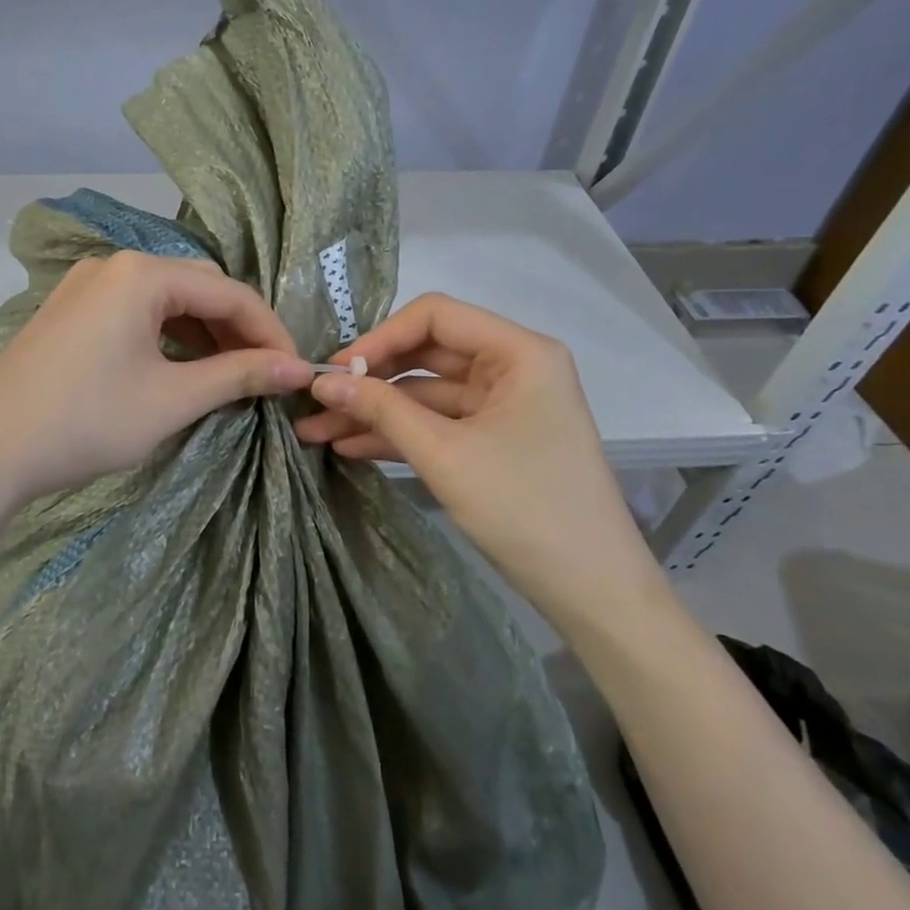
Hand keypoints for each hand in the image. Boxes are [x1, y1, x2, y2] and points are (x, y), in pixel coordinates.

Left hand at [0, 251, 313, 509]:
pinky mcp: (71, 311)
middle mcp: (114, 265)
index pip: (229, 292)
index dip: (270, 331)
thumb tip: (297, 368)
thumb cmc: (87, 420)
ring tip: (230, 375)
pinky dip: (168, 337)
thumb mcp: (172, 399)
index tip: (297, 371)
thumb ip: (239, 376)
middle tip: (264, 374)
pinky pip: (135, 312)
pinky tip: (181, 368)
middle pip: (198, 288)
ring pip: (166, 300)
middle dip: (237, 329)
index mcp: (142, 273)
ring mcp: (86, 286)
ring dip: (203, 333)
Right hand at [293, 293, 664, 627]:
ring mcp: (503, 405)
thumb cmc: (526, 509)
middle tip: (317, 401)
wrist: (594, 593)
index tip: (335, 371)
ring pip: (425, 394)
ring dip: (375, 411)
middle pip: (426, 354)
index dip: (380, 338)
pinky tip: (349, 446)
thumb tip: (324, 382)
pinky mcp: (494, 440)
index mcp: (519, 352)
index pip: (435, 317)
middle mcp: (513, 367)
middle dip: (370, 379)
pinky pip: (438, 424)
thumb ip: (382, 409)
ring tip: (316, 430)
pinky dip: (398, 434)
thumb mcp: (444, 455)